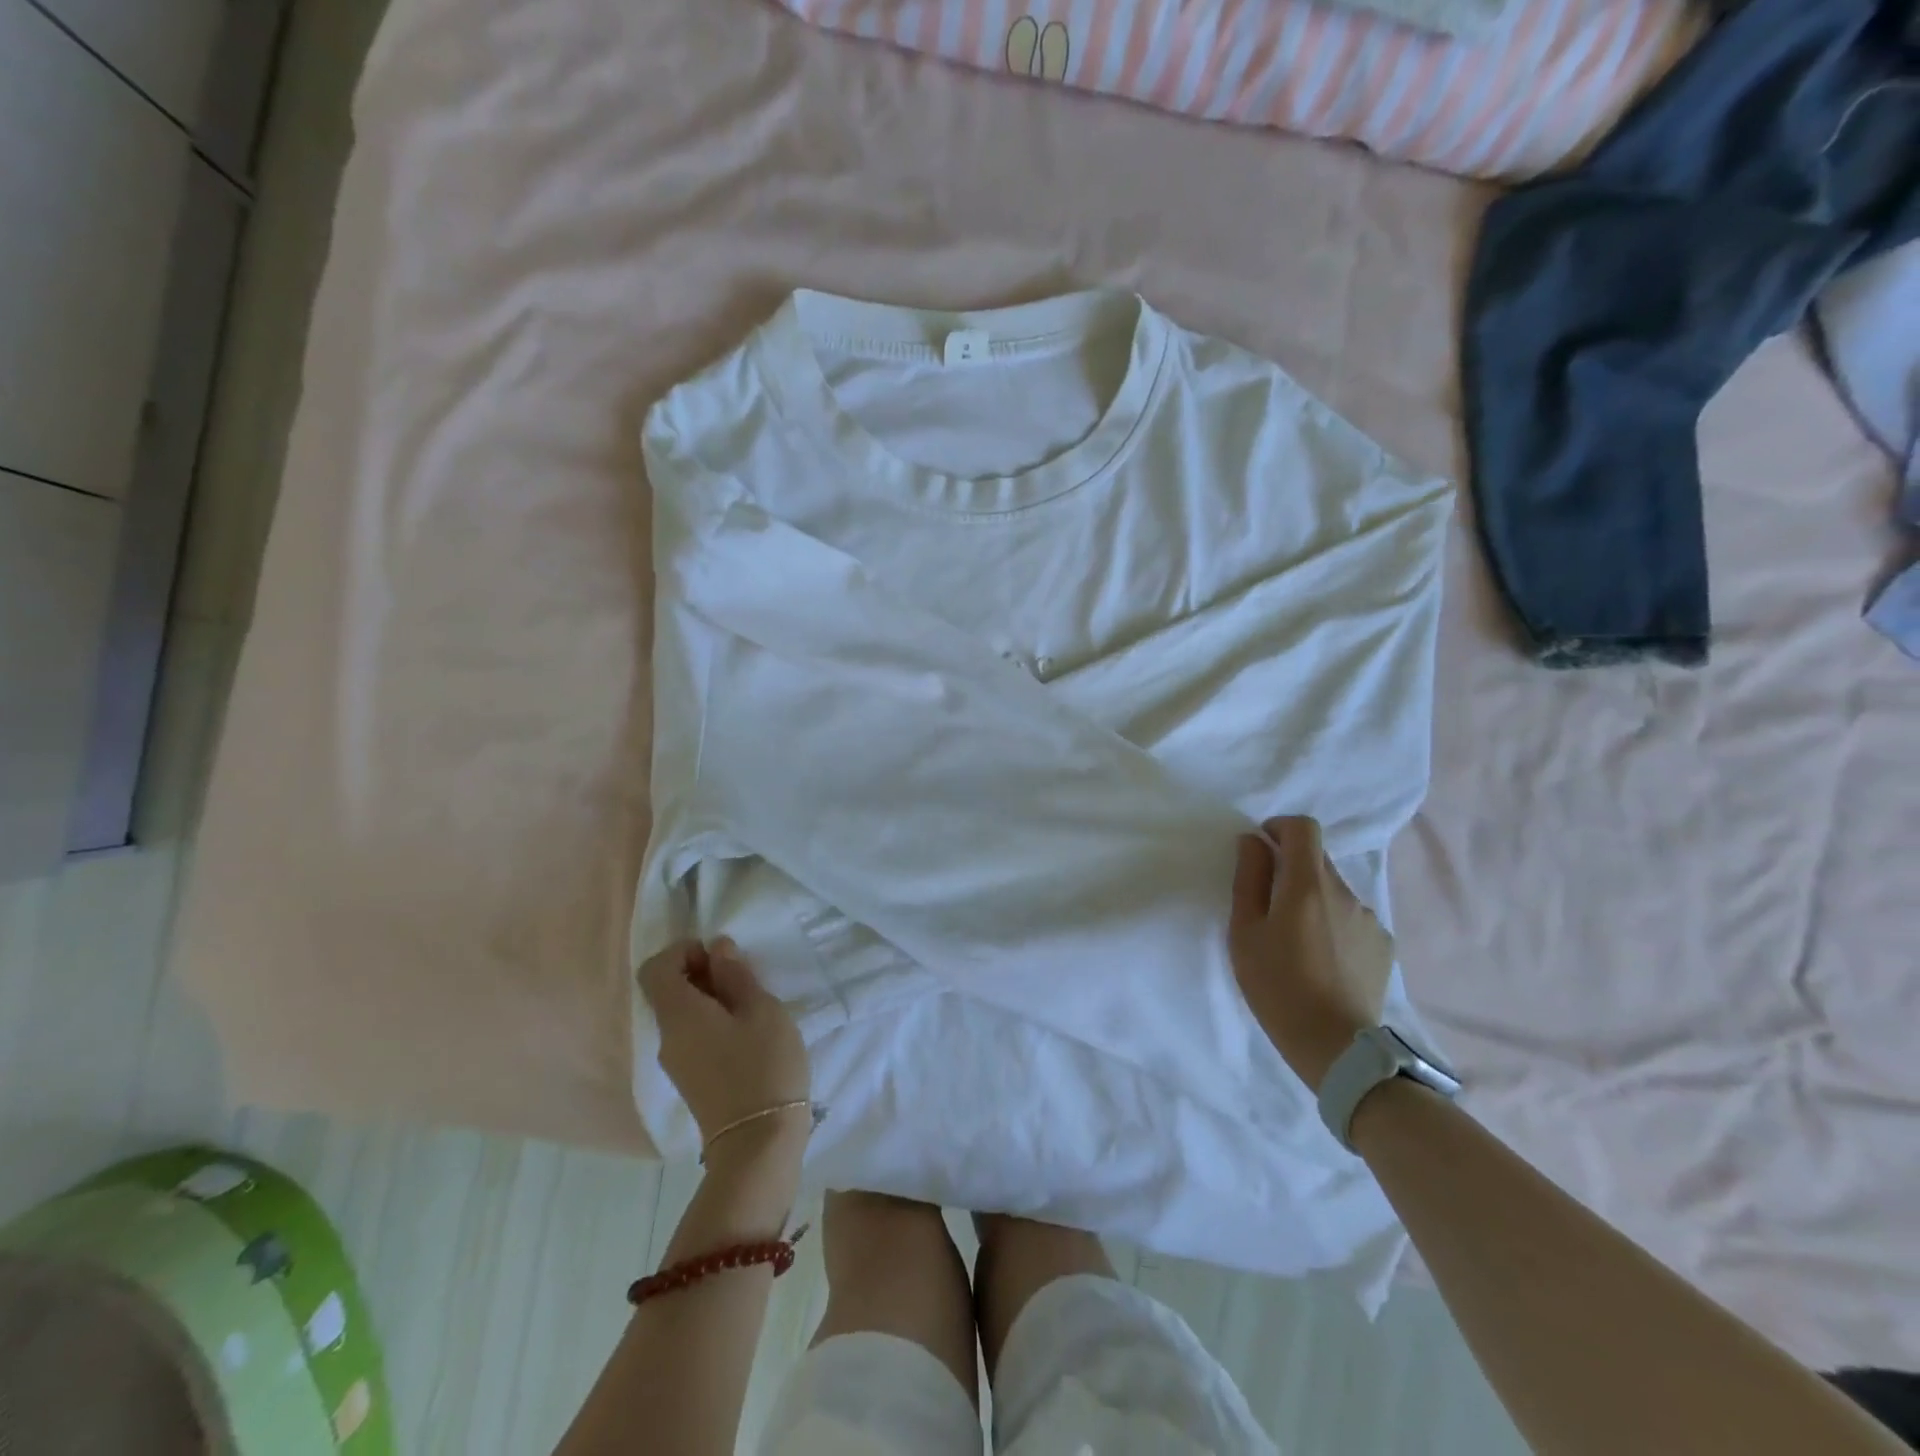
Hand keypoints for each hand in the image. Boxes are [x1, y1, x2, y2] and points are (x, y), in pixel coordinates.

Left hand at [639, 939, 811, 1157]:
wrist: (758, 1144)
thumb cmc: (763, 1066)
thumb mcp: (761, 1010)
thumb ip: (736, 976)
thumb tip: (717, 948)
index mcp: (679, 1015)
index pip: (655, 968)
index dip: (682, 951)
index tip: (719, 954)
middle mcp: (667, 1037)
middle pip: (667, 991)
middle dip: (700, 972)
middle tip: (743, 977)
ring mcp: (676, 1063)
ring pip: (681, 1014)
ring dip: (709, 998)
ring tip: (751, 1004)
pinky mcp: (691, 1080)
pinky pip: (691, 1036)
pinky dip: (711, 1021)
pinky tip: (746, 1032)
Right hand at [1230, 816, 1393, 1093]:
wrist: (1336, 1046)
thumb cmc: (1277, 986)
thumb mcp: (1245, 932)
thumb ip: (1249, 879)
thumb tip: (1253, 842)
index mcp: (1307, 885)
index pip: (1303, 828)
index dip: (1280, 828)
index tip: (1262, 847)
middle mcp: (1344, 892)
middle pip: (1317, 859)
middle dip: (1291, 868)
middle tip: (1270, 905)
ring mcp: (1369, 918)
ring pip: (1334, 890)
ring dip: (1312, 899)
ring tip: (1297, 940)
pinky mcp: (1382, 944)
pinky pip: (1351, 917)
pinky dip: (1333, 923)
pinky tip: (1322, 958)